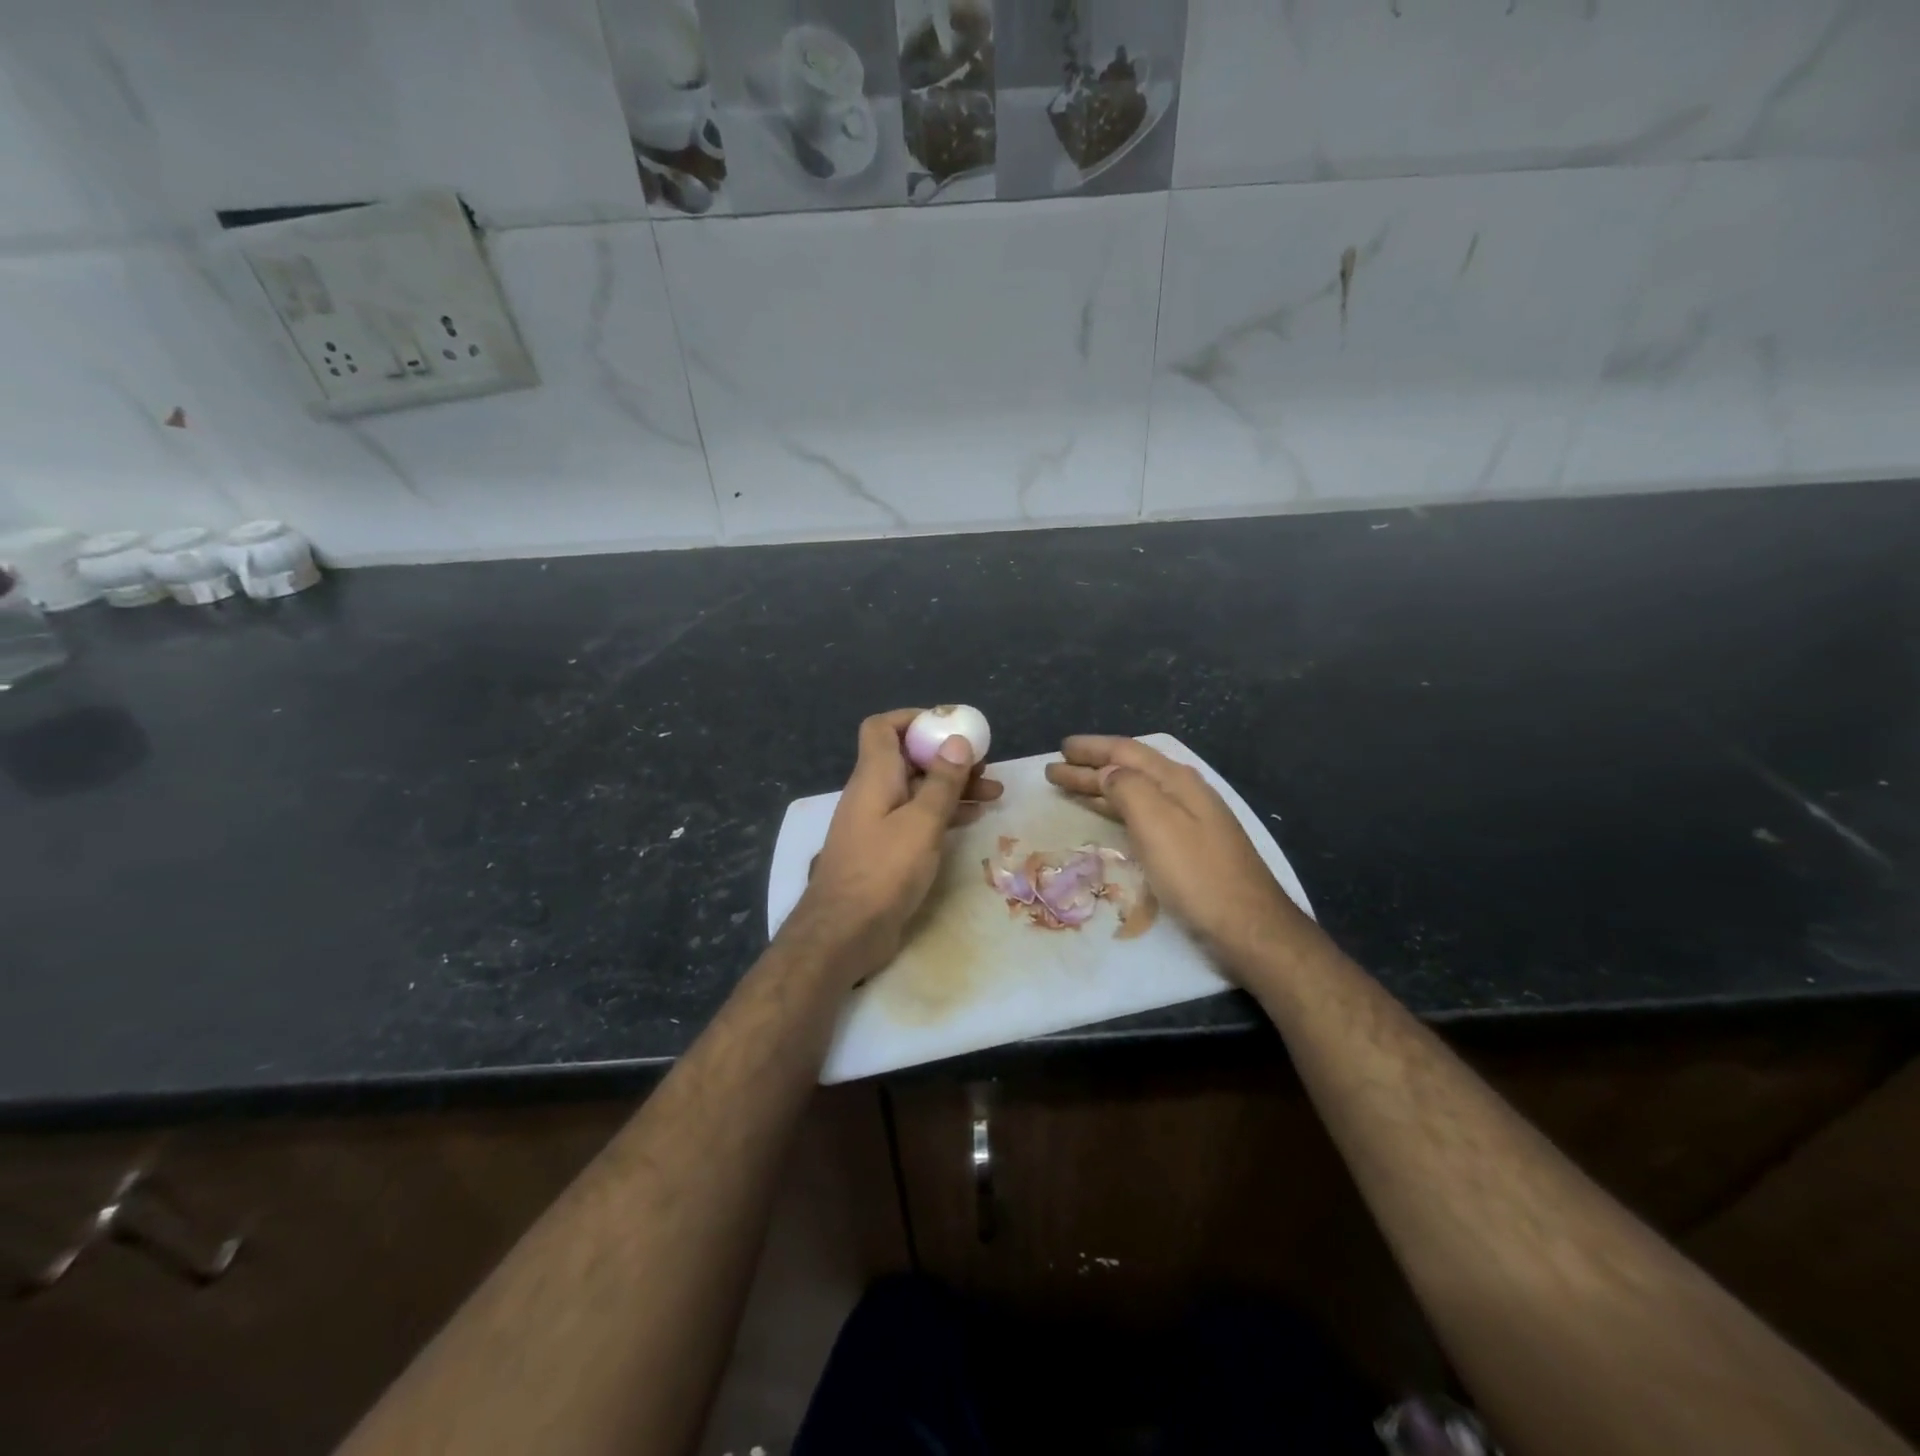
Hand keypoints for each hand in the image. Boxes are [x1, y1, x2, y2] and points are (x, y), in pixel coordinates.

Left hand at [787, 708, 1002, 985]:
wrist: (844, 932)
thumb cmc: (882, 871)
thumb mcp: (920, 823)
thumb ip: (941, 782)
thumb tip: (956, 741)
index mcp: (874, 776)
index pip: (883, 727)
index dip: (913, 719)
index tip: (950, 726)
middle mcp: (873, 793)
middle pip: (908, 758)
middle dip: (947, 756)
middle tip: (985, 765)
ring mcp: (878, 822)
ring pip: (918, 790)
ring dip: (952, 787)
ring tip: (993, 793)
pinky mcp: (886, 849)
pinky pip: (917, 818)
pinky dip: (943, 812)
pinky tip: (973, 817)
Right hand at [1045, 735, 1311, 974]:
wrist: (1249, 927)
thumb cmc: (1197, 875)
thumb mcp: (1158, 824)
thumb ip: (1129, 788)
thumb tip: (1107, 771)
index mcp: (1177, 781)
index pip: (1126, 751)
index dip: (1092, 748)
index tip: (1060, 748)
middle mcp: (1184, 792)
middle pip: (1129, 769)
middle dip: (1090, 767)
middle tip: (1053, 769)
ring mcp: (1189, 819)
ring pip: (1135, 791)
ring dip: (1100, 787)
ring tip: (1069, 787)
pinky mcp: (1188, 845)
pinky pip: (1142, 813)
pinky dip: (1117, 808)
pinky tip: (1107, 814)